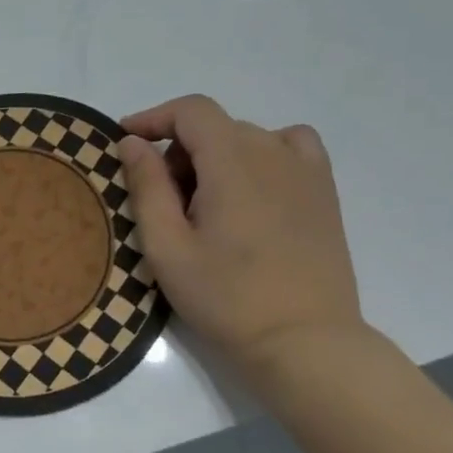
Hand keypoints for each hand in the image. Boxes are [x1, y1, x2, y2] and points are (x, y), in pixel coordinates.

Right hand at [120, 95, 363, 373]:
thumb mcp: (167, 248)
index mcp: (232, 162)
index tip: (127, 140)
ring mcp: (306, 172)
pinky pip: (292, 147)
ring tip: (206, 201)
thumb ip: (147, 187)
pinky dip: (264, 152)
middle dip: (180, 150)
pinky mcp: (325, 193)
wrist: (304, 342)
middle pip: (216, 126)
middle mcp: (273, 153)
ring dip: (217, 154)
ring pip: (249, 137)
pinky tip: (254, 187)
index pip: (191, 111)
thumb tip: (133, 142)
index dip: (154, 117)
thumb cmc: (226, 298)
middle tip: (163, 200)